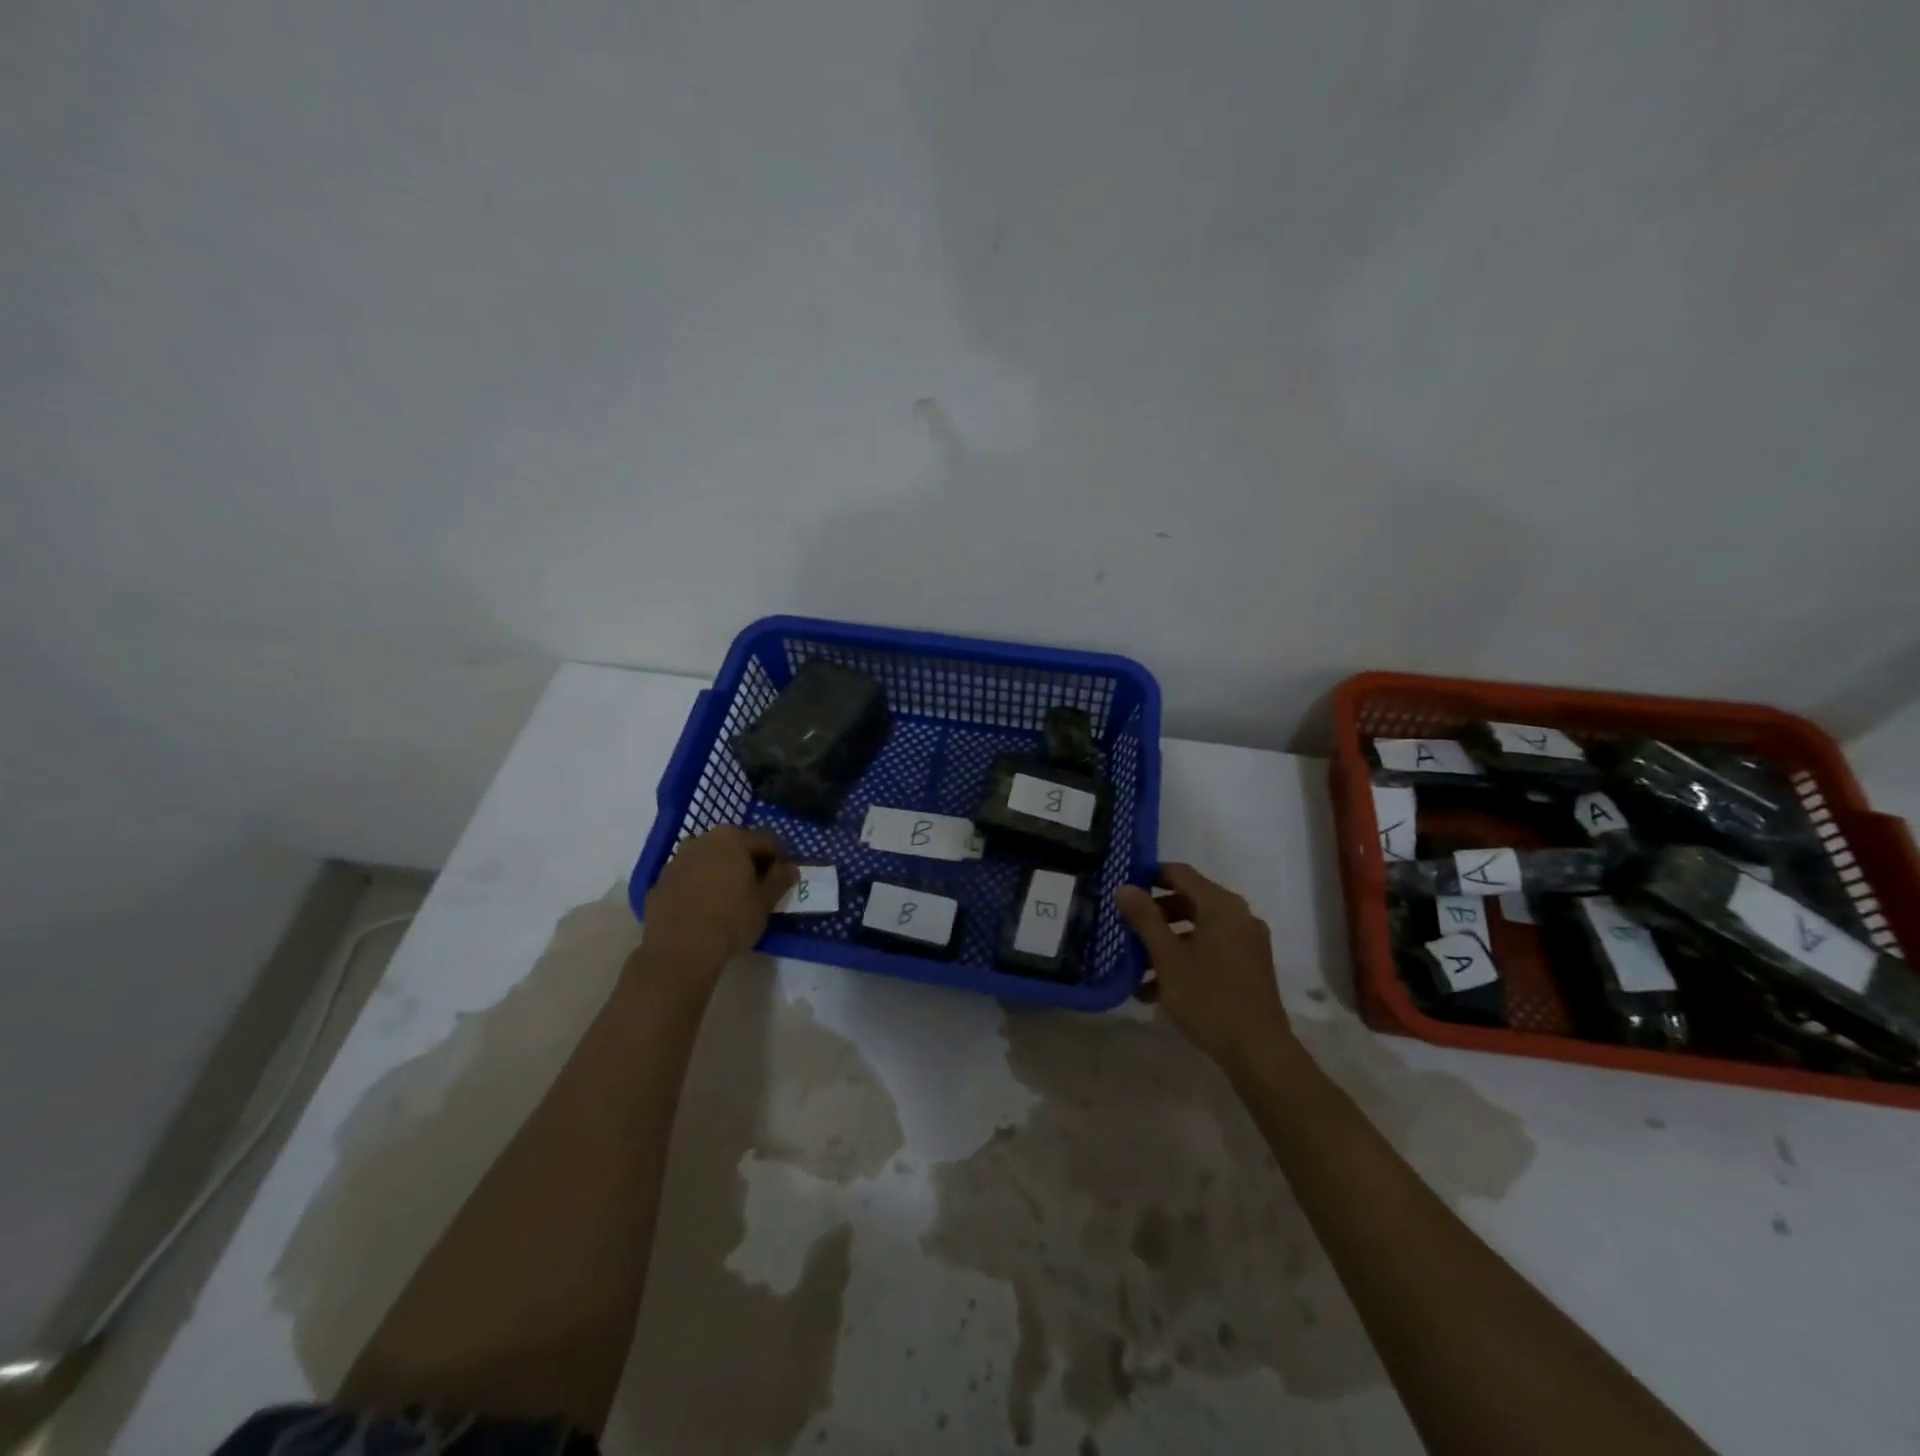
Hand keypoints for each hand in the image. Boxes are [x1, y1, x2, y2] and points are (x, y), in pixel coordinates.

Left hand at [641, 827, 798, 973]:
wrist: (678, 951)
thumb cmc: (730, 920)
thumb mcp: (764, 902)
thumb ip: (780, 879)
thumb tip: (790, 867)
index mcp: (732, 839)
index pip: (765, 840)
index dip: (778, 858)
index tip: (783, 877)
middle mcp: (702, 840)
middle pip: (734, 845)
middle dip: (748, 861)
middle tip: (758, 886)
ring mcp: (676, 860)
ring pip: (708, 860)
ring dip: (721, 871)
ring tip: (730, 897)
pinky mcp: (659, 882)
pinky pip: (688, 877)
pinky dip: (699, 886)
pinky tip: (704, 909)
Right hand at [1117, 863, 1293, 1075]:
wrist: (1258, 1051)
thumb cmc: (1208, 997)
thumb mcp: (1167, 957)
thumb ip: (1144, 917)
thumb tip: (1124, 887)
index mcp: (1221, 906)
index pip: (1180, 873)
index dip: (1149, 875)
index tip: (1123, 887)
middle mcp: (1239, 916)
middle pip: (1190, 900)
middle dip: (1156, 913)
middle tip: (1126, 926)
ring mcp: (1248, 943)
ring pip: (1199, 929)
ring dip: (1167, 941)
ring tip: (1137, 965)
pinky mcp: (1250, 967)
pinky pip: (1212, 949)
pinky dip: (1187, 958)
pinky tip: (1159, 989)